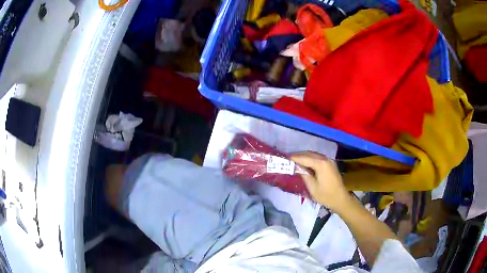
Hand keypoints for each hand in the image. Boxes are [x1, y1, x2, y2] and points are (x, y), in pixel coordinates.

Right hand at [291, 151, 349, 210]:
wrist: (341, 199)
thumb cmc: (326, 195)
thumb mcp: (312, 187)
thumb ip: (304, 175)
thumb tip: (296, 168)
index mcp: (321, 164)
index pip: (304, 158)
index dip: (294, 158)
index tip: (285, 157)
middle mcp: (325, 159)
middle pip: (309, 154)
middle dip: (298, 155)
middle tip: (288, 158)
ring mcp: (329, 161)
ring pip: (314, 155)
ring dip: (304, 156)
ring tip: (294, 160)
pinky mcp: (330, 164)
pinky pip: (318, 158)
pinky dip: (310, 159)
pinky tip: (305, 163)